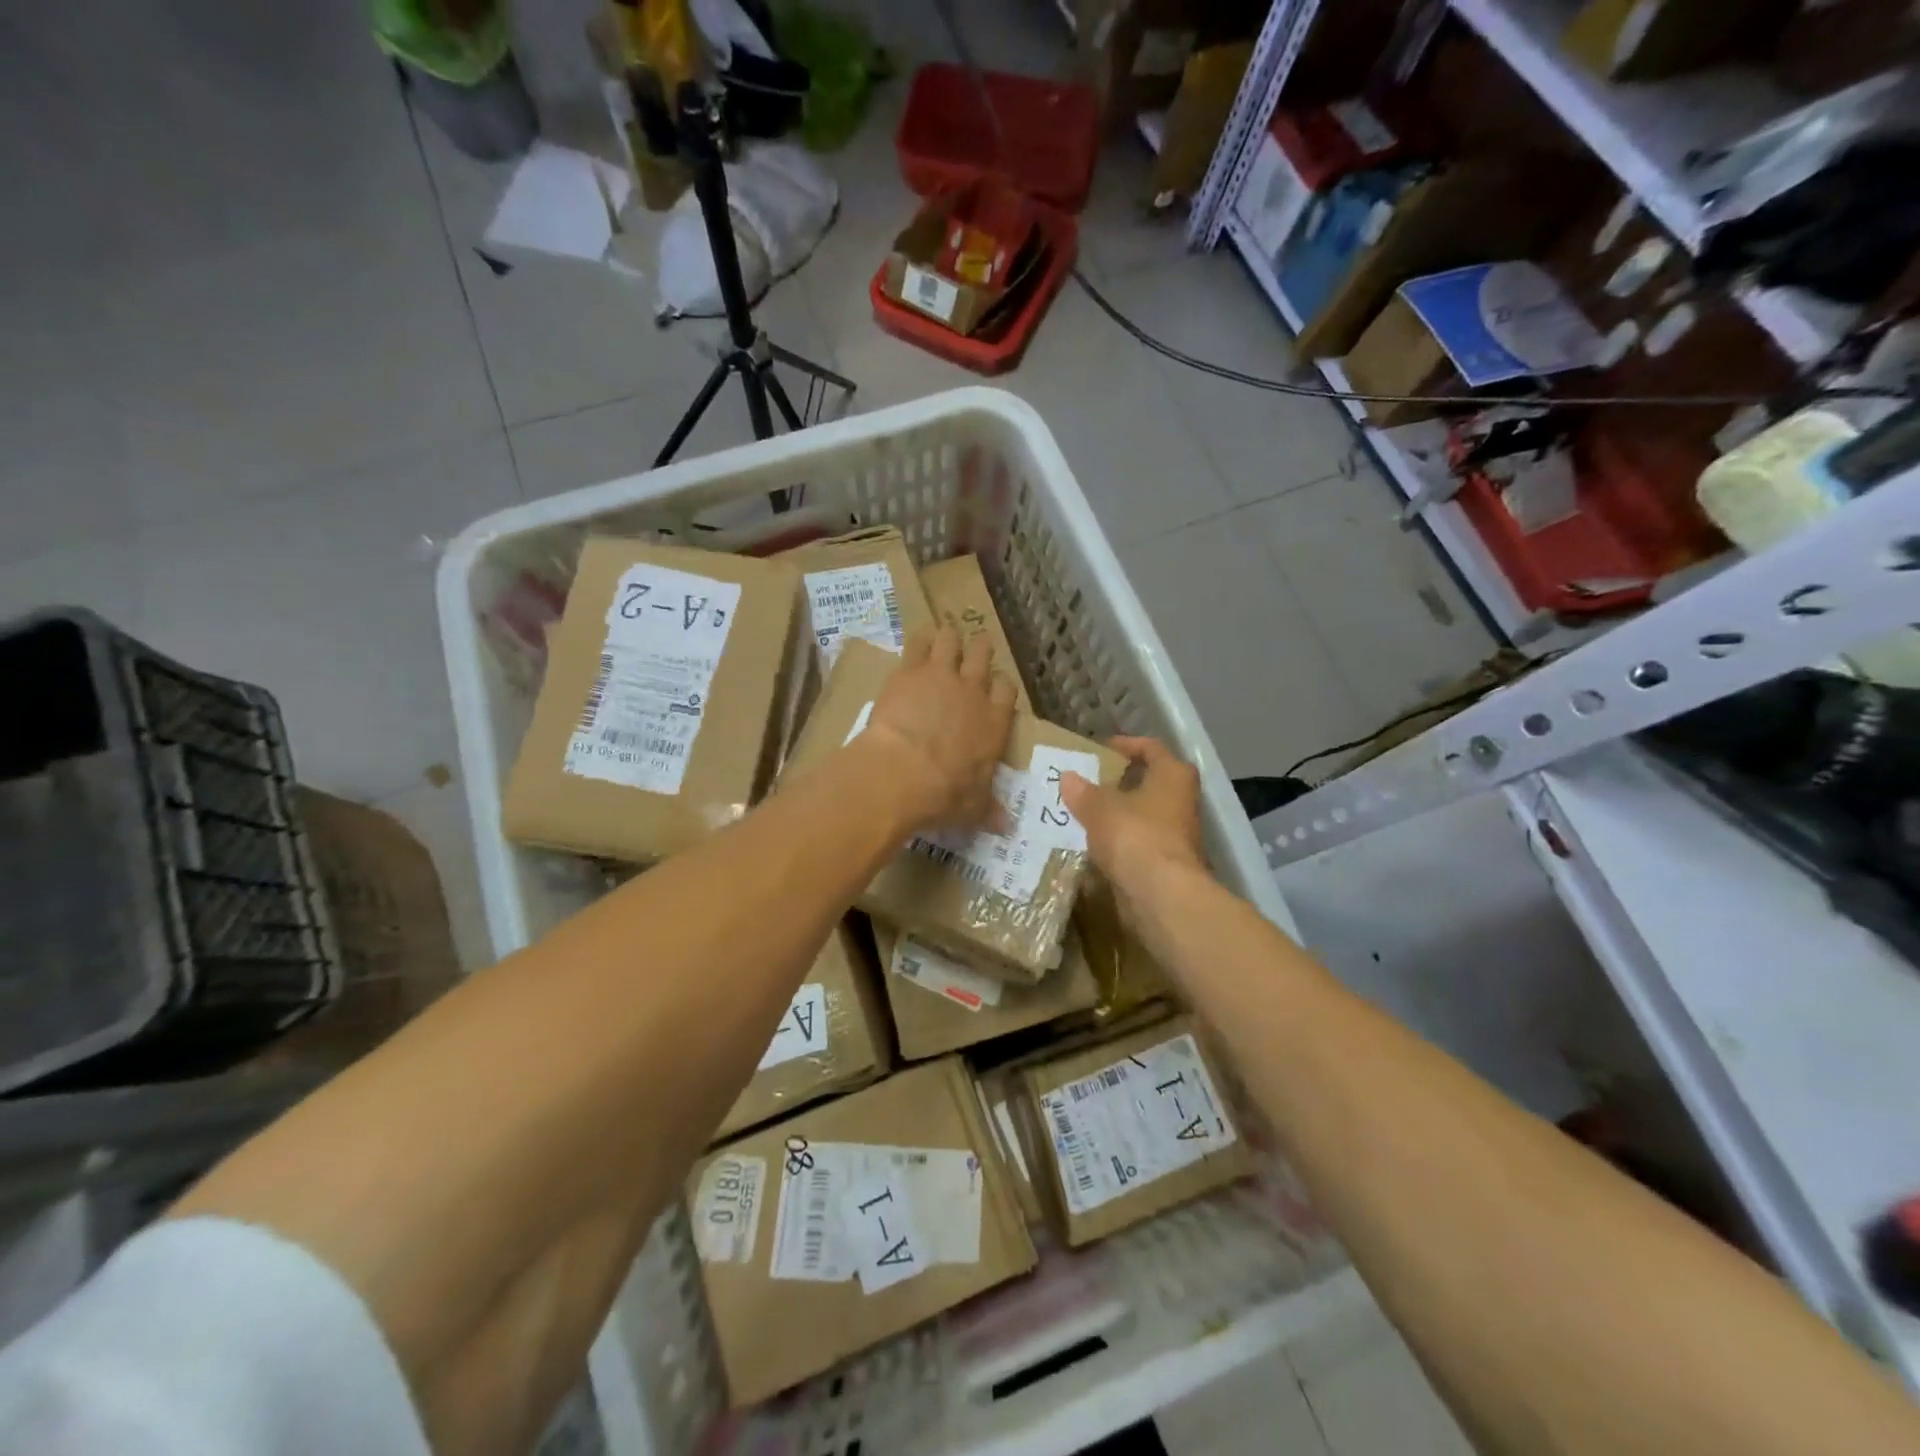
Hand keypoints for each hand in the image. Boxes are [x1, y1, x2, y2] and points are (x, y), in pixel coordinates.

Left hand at [860, 623, 1015, 833]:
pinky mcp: (909, 671)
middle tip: (972, 651)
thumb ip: (989, 810)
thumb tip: (1008, 827)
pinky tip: (916, 639)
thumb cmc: (944, 794)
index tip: (993, 687)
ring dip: (949, 637)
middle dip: (979, 650)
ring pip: (952, 640)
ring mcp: (941, 676)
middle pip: (982, 655)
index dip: (1000, 685)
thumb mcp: (973, 808)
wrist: (901, 773)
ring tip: (944, 637)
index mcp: (994, 722)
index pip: (1006, 690)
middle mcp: (973, 692)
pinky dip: (919, 638)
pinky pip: (918, 641)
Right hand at [1060, 737, 1205, 895]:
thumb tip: (1068, 777)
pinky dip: (1119, 841)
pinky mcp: (1167, 863)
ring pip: (1143, 815)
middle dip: (1119, 782)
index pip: (1151, 748)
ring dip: (1118, 813)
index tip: (1100, 748)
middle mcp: (1181, 800)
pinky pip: (1138, 842)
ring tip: (1083, 812)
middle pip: (1149, 783)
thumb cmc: (1135, 836)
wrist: (1161, 896)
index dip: (1126, 745)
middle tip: (1087, 781)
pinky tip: (1092, 843)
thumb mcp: (1100, 808)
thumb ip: (1083, 791)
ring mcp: (1177, 834)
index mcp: (1173, 775)